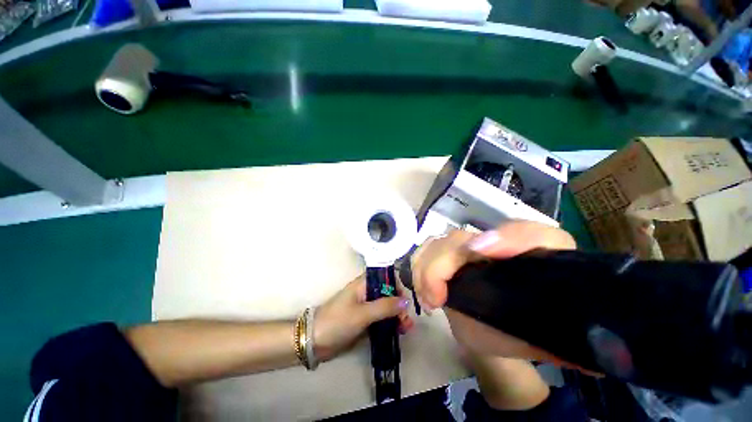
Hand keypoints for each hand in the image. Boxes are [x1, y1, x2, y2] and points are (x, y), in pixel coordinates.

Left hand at [313, 276, 413, 361]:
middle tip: (407, 321)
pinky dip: (390, 324)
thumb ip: (384, 307)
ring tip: (406, 329)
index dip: (396, 286)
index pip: (385, 277)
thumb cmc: (338, 321)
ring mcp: (366, 307)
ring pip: (386, 307)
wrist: (315, 341)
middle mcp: (366, 293)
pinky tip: (398, 332)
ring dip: (397, 316)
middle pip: (388, 293)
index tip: (404, 300)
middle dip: (399, 305)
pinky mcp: (365, 320)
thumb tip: (406, 301)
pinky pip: (381, 319)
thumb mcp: (362, 313)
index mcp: (364, 284)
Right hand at [411, 221, 575, 362]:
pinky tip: (423, 288)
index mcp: (539, 257)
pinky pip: (428, 249)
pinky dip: (420, 265)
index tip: (479, 252)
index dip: (508, 237)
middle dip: (443, 262)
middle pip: (465, 237)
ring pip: (441, 242)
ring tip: (429, 297)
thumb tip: (590, 358)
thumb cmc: (532, 335)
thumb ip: (573, 345)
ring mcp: (470, 248)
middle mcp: (501, 245)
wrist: (506, 329)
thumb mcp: (555, 343)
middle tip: (436, 298)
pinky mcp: (449, 256)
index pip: (533, 233)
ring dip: (427, 265)